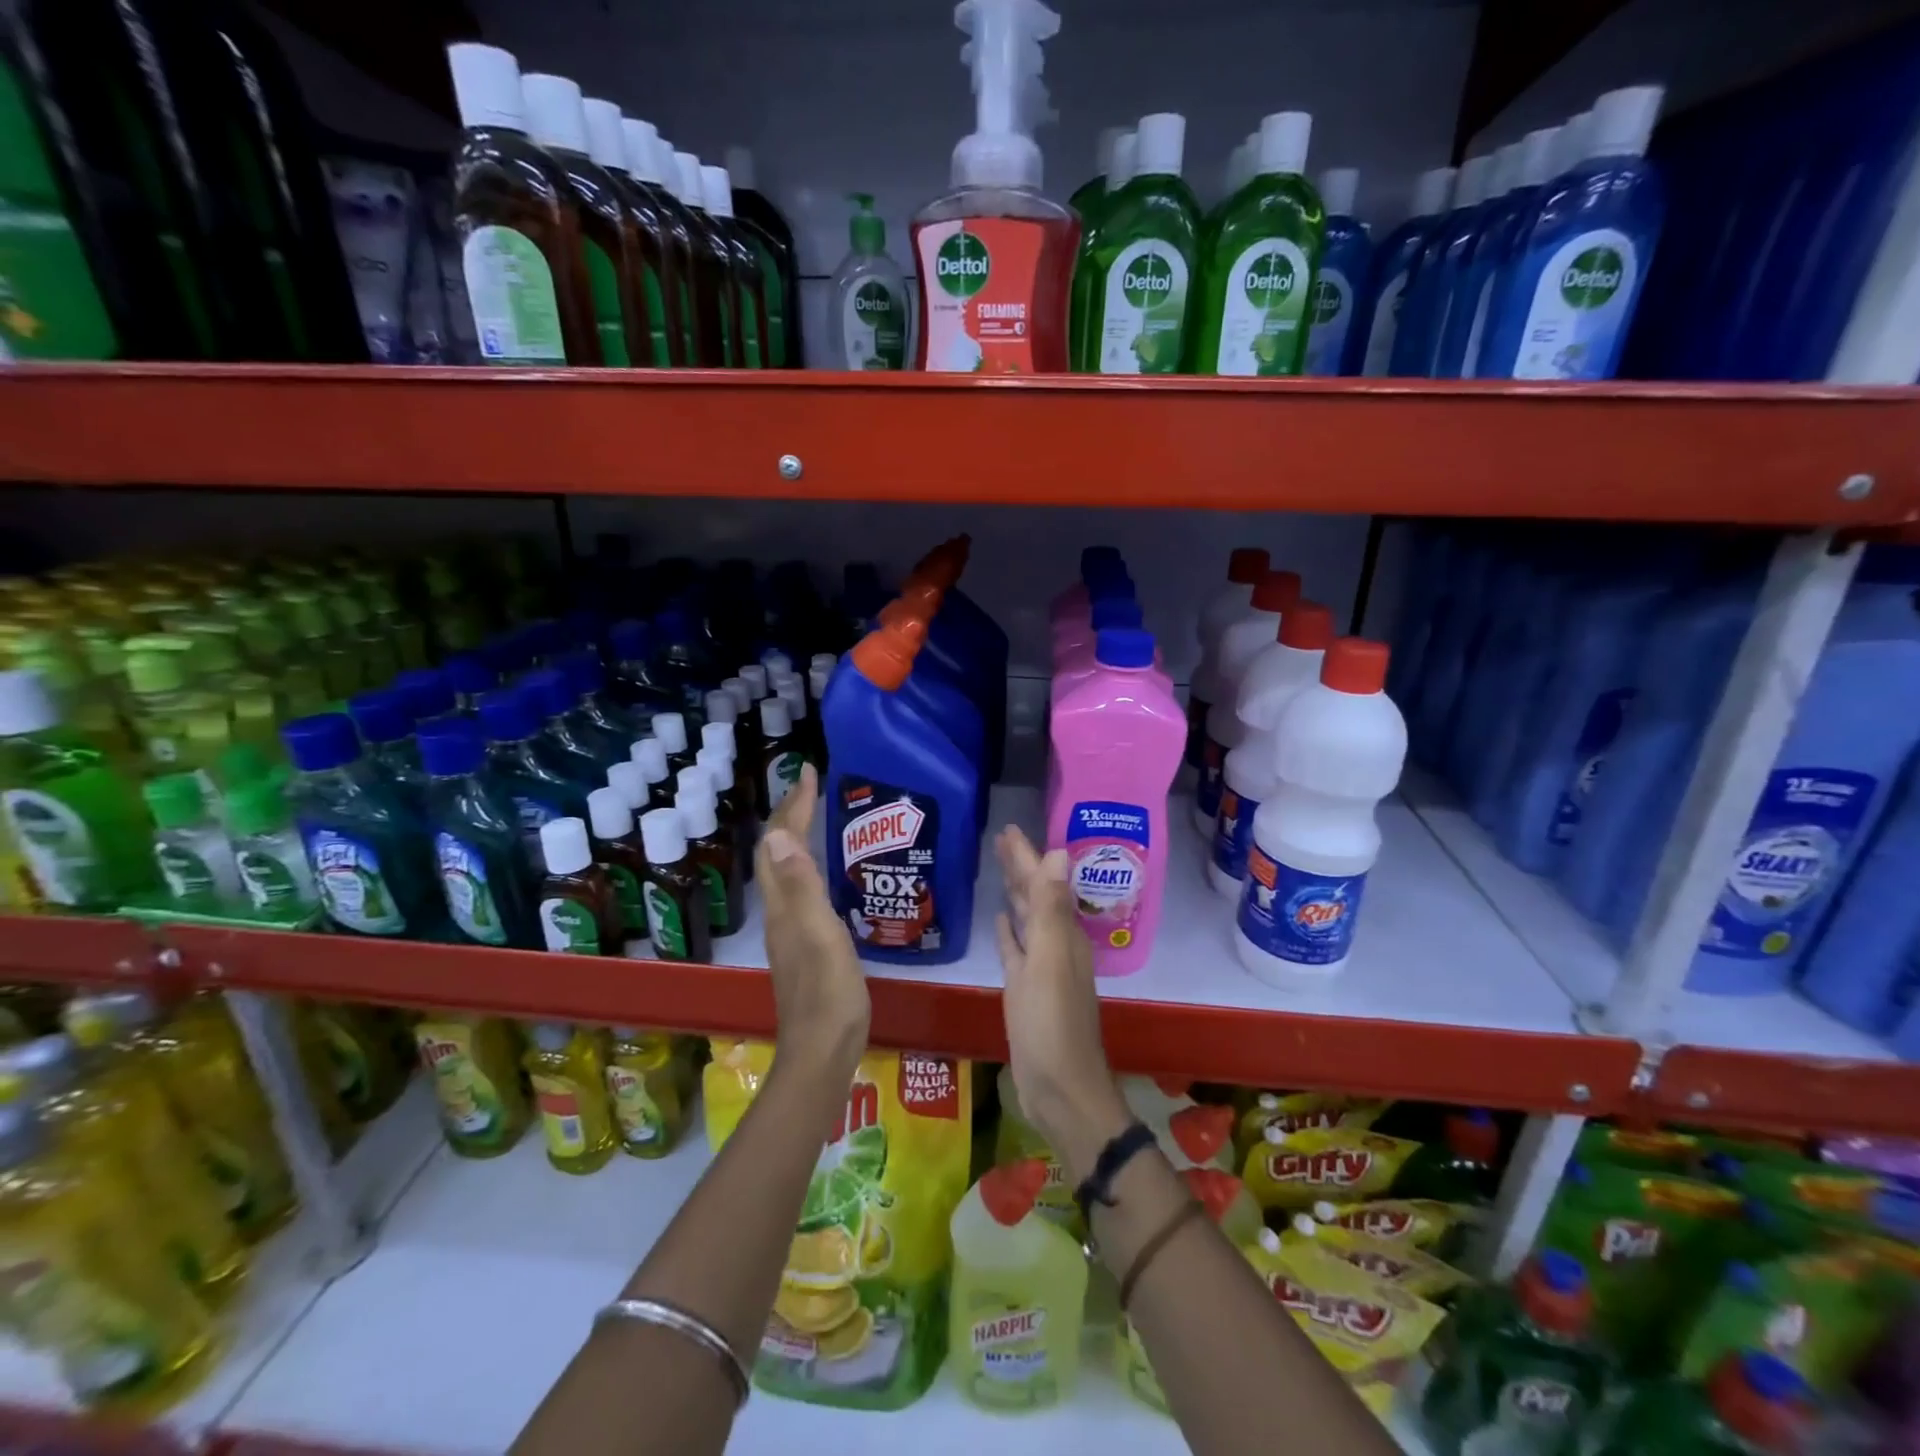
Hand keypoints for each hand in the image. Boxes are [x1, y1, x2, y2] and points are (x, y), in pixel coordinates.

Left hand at [757, 765, 869, 1102]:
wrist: (823, 1049)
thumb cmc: (828, 992)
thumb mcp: (819, 934)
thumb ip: (802, 886)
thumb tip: (780, 834)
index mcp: (783, 904)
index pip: (781, 841)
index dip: (795, 805)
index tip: (810, 771)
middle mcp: (780, 911)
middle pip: (777, 852)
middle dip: (791, 813)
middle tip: (812, 786)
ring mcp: (791, 929)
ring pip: (786, 869)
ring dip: (797, 836)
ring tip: (817, 815)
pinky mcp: (805, 943)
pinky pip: (801, 888)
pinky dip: (809, 864)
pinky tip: (826, 870)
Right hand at [993, 825, 1129, 1180]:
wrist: (1059, 1089)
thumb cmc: (1051, 1023)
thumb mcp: (1048, 960)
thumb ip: (1051, 908)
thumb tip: (1059, 852)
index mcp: (1063, 934)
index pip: (1044, 882)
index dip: (1028, 855)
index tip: (1008, 829)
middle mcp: (1055, 945)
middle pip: (1037, 896)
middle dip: (1021, 866)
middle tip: (999, 839)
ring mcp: (1041, 969)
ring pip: (1027, 919)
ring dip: (1016, 893)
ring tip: (1001, 869)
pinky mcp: (1025, 990)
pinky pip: (1016, 950)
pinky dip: (1010, 932)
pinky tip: (1001, 920)